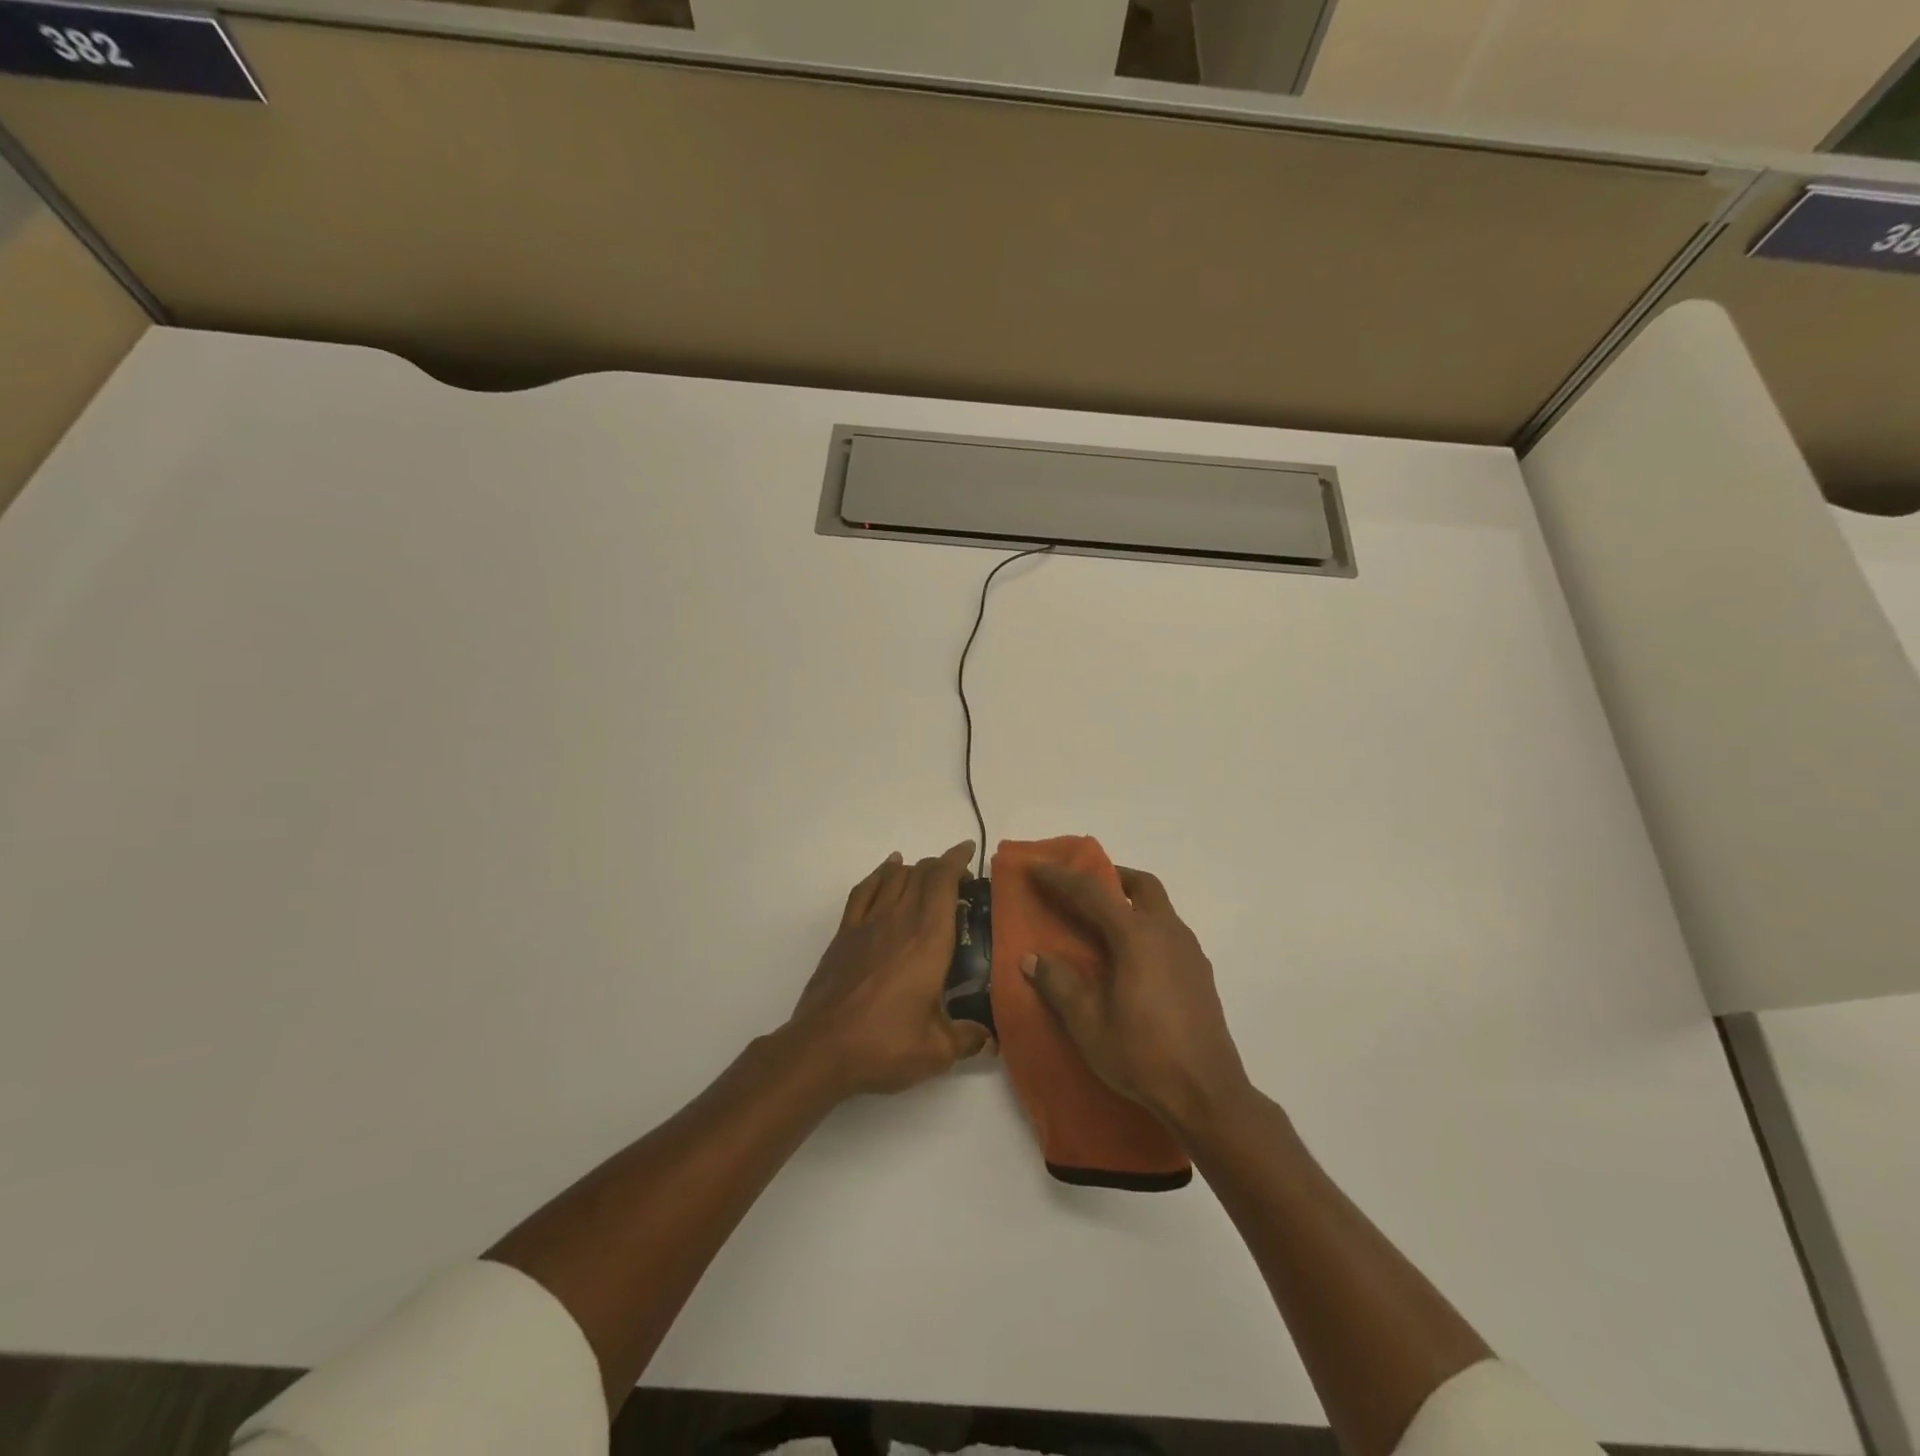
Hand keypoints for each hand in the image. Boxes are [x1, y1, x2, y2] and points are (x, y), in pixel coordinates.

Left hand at [787, 841, 990, 1097]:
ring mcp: (869, 923)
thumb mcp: (936, 1050)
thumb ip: (967, 1039)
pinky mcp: (845, 933)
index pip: (944, 882)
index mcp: (929, 939)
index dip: (957, 860)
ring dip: (913, 868)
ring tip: (926, 873)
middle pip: (921, 874)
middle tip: (956, 877)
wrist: (822, 1047)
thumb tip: (988, 1039)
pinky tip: (887, 871)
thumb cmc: (885, 1043)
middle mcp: (900, 920)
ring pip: (894, 877)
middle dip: (940, 866)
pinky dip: (879, 874)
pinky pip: (864, 890)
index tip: (968, 851)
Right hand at [1025, 863, 1251, 1138]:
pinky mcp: (1200, 973)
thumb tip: (1033, 959)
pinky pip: (1168, 932)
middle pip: (1141, 886)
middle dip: (1110, 877)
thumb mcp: (1089, 1024)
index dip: (1061, 877)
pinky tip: (1131, 959)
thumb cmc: (1143, 1056)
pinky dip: (1145, 927)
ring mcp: (1189, 952)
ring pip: (1159, 907)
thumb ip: (1060, 985)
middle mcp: (1167, 932)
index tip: (1036, 866)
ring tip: (1102, 925)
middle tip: (1082, 888)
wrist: (1208, 1095)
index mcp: (1136, 937)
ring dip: (1131, 903)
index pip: (1092, 892)